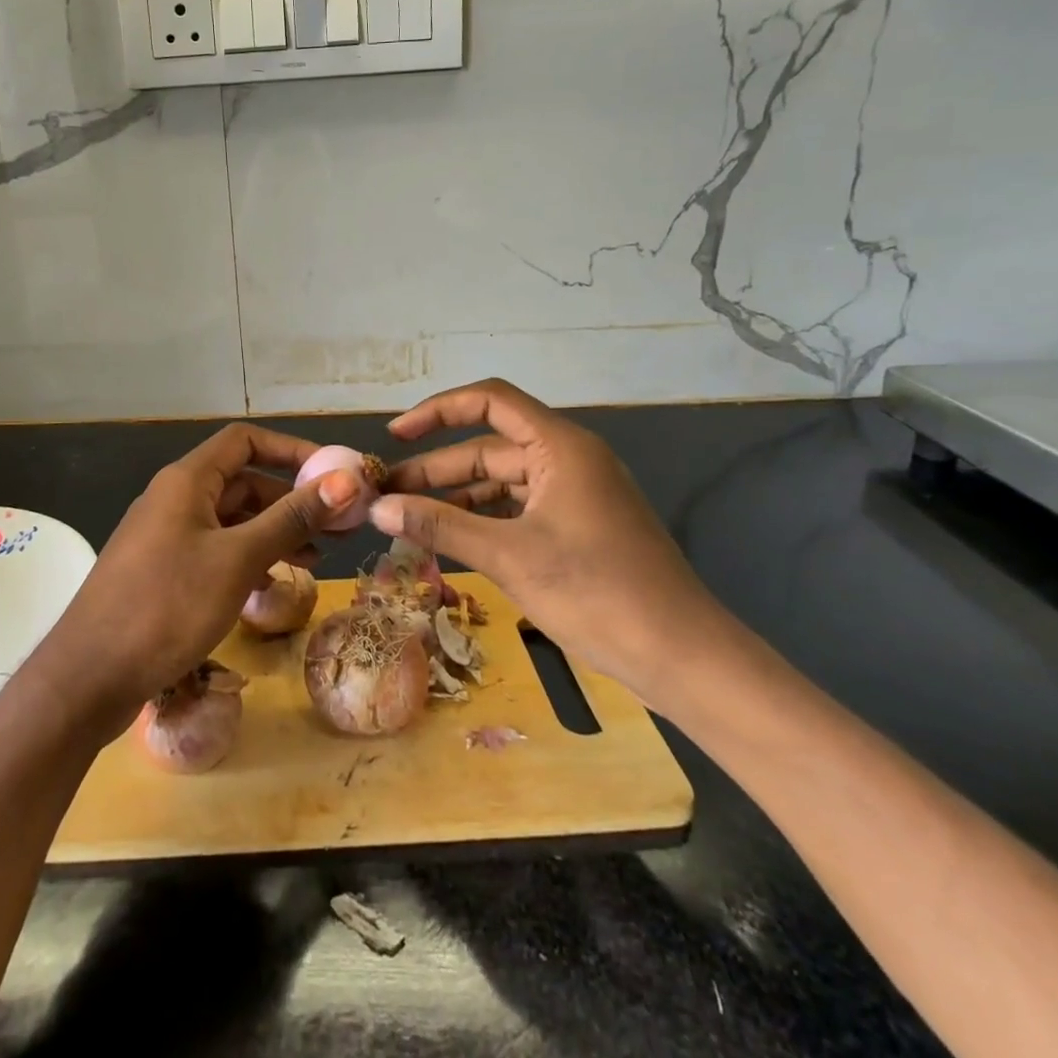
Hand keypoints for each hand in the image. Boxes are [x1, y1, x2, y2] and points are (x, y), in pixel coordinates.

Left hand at [31, 423, 361, 732]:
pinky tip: (271, 584)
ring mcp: (166, 536)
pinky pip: (215, 550)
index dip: (291, 450)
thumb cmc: (166, 606)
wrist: (88, 678)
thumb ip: (291, 518)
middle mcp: (174, 498)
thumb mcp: (237, 559)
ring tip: (316, 559)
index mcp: (187, 481)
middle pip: (242, 481)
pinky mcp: (162, 571)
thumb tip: (345, 480)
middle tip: (337, 527)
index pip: (245, 441)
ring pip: (231, 519)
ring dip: (274, 532)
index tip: (331, 475)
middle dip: (291, 500)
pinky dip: (247, 558)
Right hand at [369, 378, 724, 704]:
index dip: (437, 411)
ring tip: (408, 519)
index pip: (490, 401)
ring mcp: (576, 493)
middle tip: (387, 494)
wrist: (681, 656)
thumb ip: (440, 525)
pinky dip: (484, 519)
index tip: (395, 436)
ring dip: (457, 498)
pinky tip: (451, 539)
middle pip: (490, 448)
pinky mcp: (579, 524)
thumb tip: (377, 508)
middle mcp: (569, 458)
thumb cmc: (596, 592)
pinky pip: (519, 508)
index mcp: (560, 446)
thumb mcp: (508, 555)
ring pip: (502, 482)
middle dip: (437, 469)